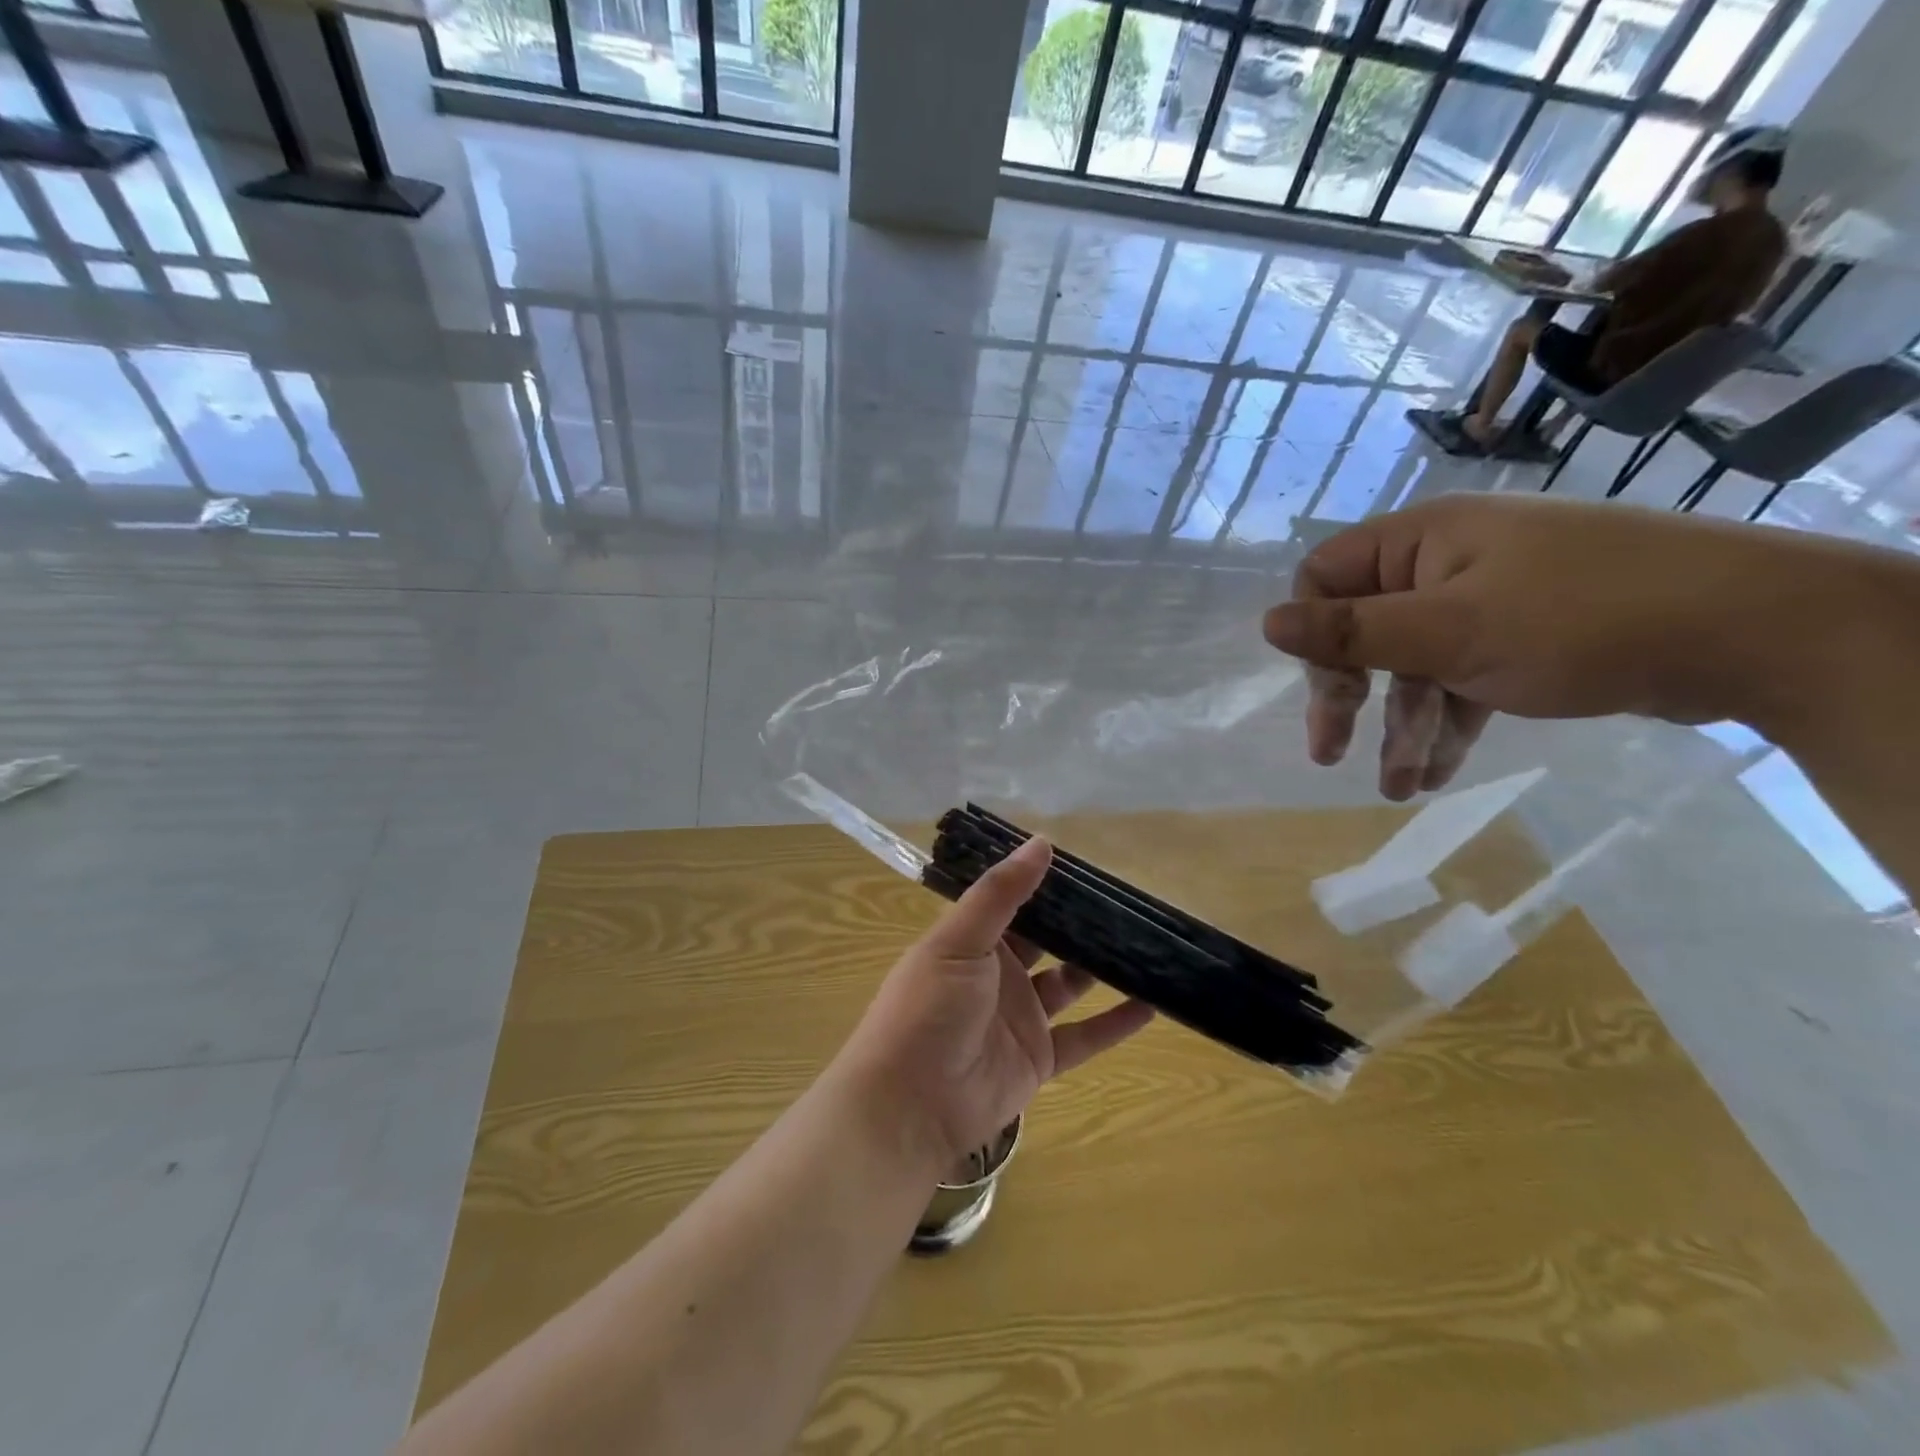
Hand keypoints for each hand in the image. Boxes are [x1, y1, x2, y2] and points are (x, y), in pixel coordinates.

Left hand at [833, 837, 1153, 1175]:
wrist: (910, 1105)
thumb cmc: (928, 1009)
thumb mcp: (958, 941)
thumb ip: (1000, 894)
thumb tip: (1042, 843)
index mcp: (973, 941)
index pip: (1015, 903)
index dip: (1046, 885)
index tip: (1088, 866)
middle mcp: (998, 974)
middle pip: (1047, 941)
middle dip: (1080, 924)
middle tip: (1127, 903)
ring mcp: (1020, 1017)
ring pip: (1070, 984)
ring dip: (1102, 968)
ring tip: (1146, 945)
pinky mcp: (1039, 1059)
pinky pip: (1084, 1036)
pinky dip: (1115, 1023)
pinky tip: (1152, 1005)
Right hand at [1259, 495, 1879, 799]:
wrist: (1754, 634)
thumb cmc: (1580, 622)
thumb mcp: (1449, 633)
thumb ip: (1351, 632)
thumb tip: (1267, 624)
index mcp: (1423, 542)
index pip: (1327, 577)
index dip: (1316, 635)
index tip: (1331, 689)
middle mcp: (1448, 563)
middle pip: (1366, 629)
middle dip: (1350, 696)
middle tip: (1329, 752)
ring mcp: (1489, 600)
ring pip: (1416, 665)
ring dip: (1402, 727)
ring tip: (1398, 788)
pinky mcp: (1524, 637)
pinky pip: (1461, 679)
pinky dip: (1448, 725)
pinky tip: (1437, 774)